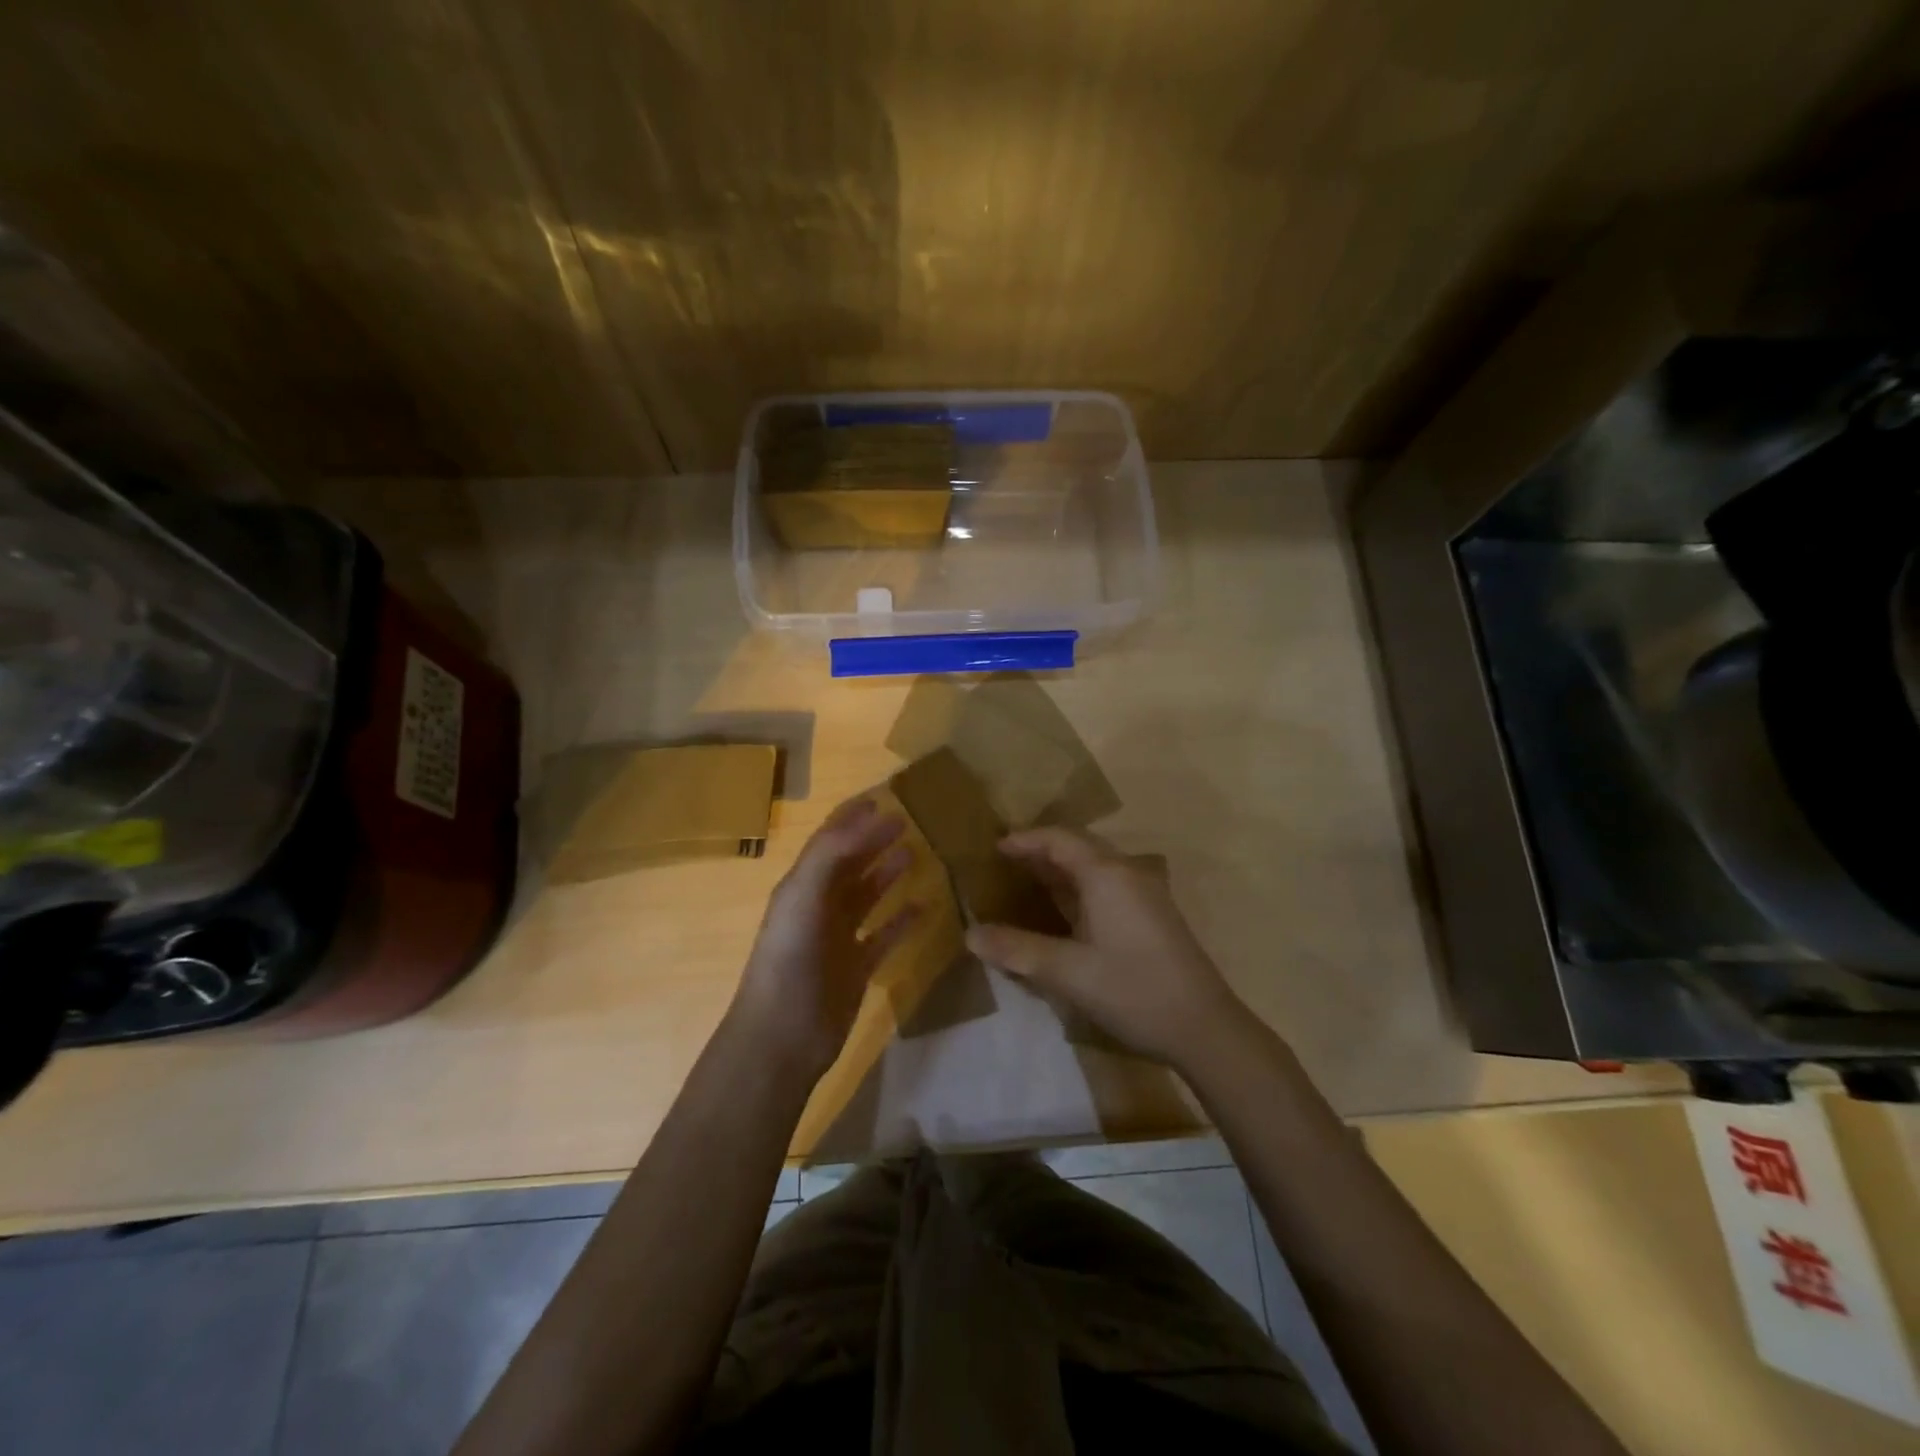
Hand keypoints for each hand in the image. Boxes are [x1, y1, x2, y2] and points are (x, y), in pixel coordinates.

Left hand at [730, 795, 919, 1082]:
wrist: (782, 1037)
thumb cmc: (790, 961)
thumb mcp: (802, 897)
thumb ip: (831, 854)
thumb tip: (869, 817)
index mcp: (801, 886)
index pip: (829, 840)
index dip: (853, 817)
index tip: (883, 796)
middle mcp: (819, 906)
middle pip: (850, 863)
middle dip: (874, 839)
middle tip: (907, 819)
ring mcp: (838, 938)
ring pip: (867, 896)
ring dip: (887, 873)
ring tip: (916, 852)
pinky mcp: (857, 968)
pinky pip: (884, 935)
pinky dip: (902, 920)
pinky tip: (925, 907)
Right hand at [966, 827, 1250, 1068]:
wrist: (1205, 1028)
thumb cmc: (1134, 991)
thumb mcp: (1067, 973)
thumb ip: (1017, 950)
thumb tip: (970, 934)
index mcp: (1107, 875)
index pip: (1059, 839)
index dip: (1025, 839)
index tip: (994, 848)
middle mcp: (1127, 874)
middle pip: (1078, 847)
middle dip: (1041, 851)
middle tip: (1004, 863)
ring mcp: (1144, 894)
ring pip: (1094, 867)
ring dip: (1060, 870)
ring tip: (1025, 882)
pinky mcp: (1152, 916)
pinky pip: (1106, 886)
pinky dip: (1077, 888)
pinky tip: (1063, 911)